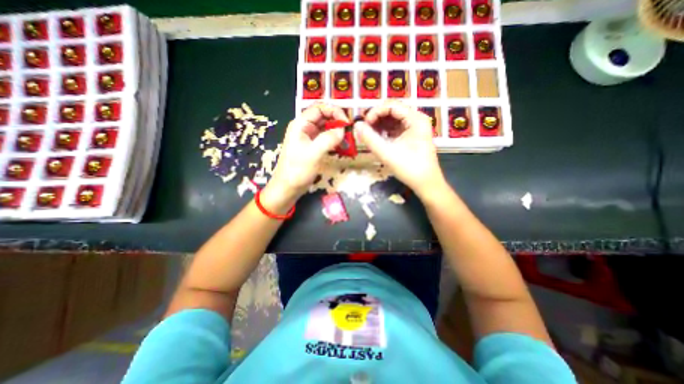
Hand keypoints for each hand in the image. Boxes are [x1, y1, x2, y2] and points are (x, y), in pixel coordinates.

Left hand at [267, 103, 347, 202]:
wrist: (288, 188)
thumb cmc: (297, 171)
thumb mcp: (313, 153)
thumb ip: (328, 139)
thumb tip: (343, 130)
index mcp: (301, 124)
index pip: (319, 108)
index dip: (334, 111)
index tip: (346, 122)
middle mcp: (305, 128)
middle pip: (324, 116)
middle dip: (337, 121)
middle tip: (350, 131)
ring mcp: (309, 138)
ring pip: (326, 128)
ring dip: (337, 131)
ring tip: (348, 139)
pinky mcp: (313, 147)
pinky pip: (326, 138)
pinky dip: (334, 140)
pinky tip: (342, 146)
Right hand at [356, 101, 447, 198]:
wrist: (426, 183)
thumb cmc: (409, 168)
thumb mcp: (387, 153)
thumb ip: (370, 139)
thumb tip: (356, 125)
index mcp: (415, 119)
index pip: (391, 105)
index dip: (375, 112)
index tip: (364, 124)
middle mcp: (416, 119)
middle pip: (392, 110)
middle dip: (376, 118)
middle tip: (364, 130)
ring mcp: (414, 127)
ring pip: (393, 119)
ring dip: (379, 125)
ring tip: (369, 135)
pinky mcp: (411, 135)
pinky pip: (395, 128)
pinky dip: (385, 131)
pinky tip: (377, 138)